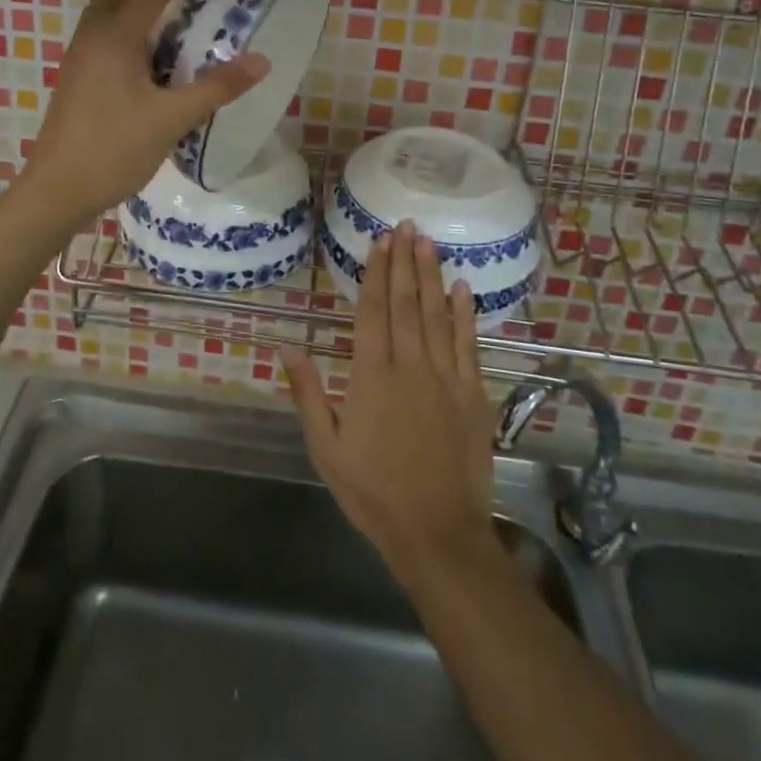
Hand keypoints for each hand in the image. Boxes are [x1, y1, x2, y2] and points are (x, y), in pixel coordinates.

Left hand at [20, 0, 268, 227]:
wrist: (57, 191)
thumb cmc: (114, 148)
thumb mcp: (171, 118)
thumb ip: (217, 87)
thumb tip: (261, 61)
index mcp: (115, 37)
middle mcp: (91, 39)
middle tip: (190, 9)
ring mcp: (77, 62)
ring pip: (108, 23)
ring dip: (139, 21)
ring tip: (174, 43)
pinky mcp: (73, 84)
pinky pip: (102, 45)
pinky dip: (127, 44)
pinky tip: (150, 76)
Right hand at [283, 222, 501, 586]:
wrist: (437, 533)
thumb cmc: (374, 491)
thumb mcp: (326, 448)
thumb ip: (308, 394)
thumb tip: (287, 347)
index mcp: (371, 375)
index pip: (373, 310)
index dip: (375, 272)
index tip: (379, 241)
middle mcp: (410, 365)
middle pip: (405, 302)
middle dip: (404, 261)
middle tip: (405, 226)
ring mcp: (446, 377)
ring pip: (437, 315)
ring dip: (431, 276)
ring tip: (428, 243)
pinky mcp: (473, 394)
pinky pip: (468, 344)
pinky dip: (466, 314)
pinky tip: (463, 288)